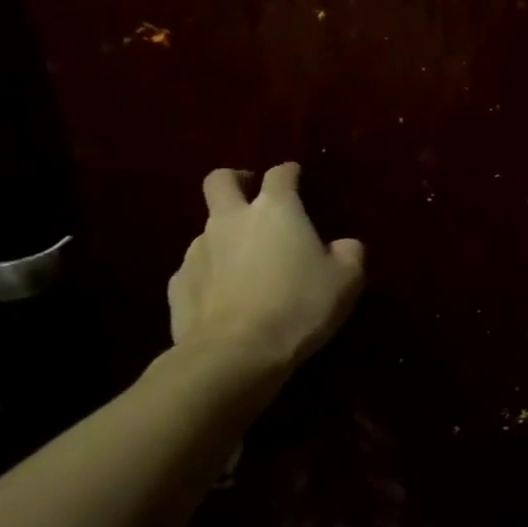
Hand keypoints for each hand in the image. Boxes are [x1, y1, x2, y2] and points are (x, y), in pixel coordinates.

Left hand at [167, 164, 364, 375]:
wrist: (235, 354)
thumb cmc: (299, 306)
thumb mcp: (346, 280)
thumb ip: (349, 253)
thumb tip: (344, 245)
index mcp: (276, 210)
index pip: (280, 174)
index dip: (290, 172)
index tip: (297, 177)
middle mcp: (231, 219)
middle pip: (220, 180)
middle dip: (235, 180)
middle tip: (252, 195)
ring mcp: (198, 250)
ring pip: (207, 227)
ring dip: (225, 235)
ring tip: (245, 263)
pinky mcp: (178, 283)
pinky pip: (196, 268)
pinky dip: (210, 273)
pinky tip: (225, 296)